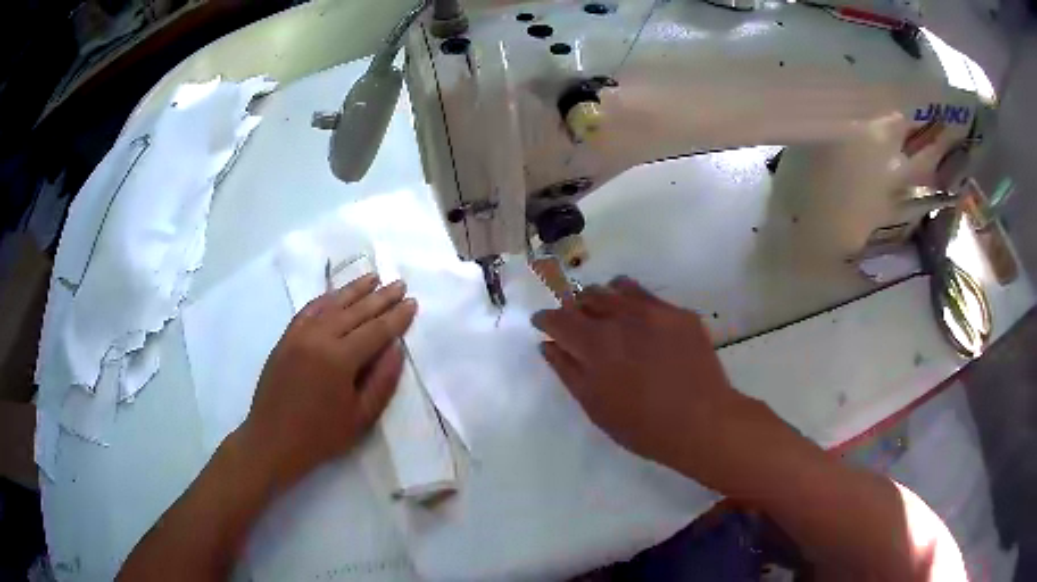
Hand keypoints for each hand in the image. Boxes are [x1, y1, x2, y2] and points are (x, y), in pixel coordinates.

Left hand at [241, 274, 417, 490]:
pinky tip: (336, 293)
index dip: (396, 317)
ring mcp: (299, 334)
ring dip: (354, 290)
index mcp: (339, 359)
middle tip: (400, 284)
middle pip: (355, 311)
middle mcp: (318, 338)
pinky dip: (325, 299)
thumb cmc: (320, 436)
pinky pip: (309, 310)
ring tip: (373, 277)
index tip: (413, 303)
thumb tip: (395, 348)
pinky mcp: (286, 338)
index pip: (375, 330)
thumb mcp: (361, 417)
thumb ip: (382, 381)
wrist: (273, 440)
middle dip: (380, 297)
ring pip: (332, 304)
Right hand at [532, 276, 781, 491]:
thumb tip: (548, 345)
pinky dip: (634, 304)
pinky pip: (647, 297)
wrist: (702, 421)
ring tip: (609, 319)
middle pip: (586, 296)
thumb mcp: (596, 405)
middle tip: (579, 327)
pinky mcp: (679, 313)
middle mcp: (621, 316)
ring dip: (604, 299)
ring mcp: (654, 311)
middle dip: (575, 308)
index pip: (558, 318)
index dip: (546, 320)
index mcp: (595, 343)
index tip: (544, 325)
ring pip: (617, 287)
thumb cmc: (642, 425)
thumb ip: (568, 371)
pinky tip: (642, 326)